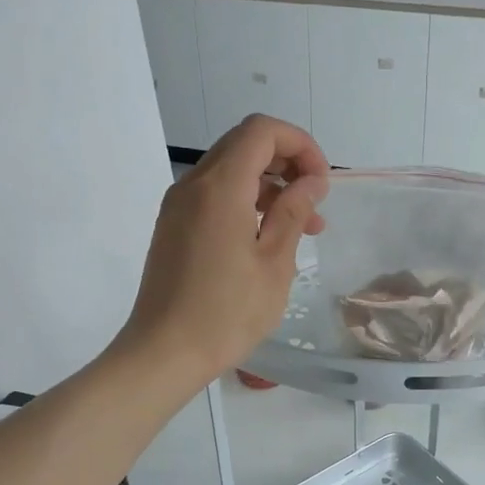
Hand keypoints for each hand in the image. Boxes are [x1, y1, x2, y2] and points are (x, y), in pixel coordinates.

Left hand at [118, 115, 329, 388]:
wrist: (162, 353)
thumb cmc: (226, 313)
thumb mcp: (273, 264)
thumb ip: (293, 213)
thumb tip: (311, 182)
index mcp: (220, 188)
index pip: (261, 131)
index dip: (300, 145)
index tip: (321, 182)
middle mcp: (193, 185)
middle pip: (244, 144)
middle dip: (287, 162)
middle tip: (315, 202)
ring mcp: (178, 205)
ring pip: (230, 170)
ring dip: (269, 185)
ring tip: (303, 227)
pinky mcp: (173, 226)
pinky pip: (214, 195)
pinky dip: (246, 202)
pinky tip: (268, 237)